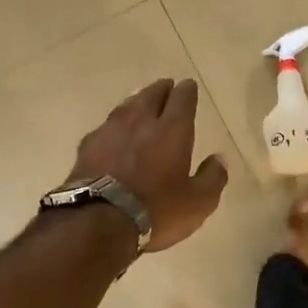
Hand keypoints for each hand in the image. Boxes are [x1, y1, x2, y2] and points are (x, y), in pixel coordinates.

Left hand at [68, 78, 228, 252]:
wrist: (98, 220)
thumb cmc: (156, 210)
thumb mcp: (198, 202)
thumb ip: (212, 178)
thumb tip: (220, 159)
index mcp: (172, 130)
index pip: (182, 99)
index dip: (187, 91)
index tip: (189, 86)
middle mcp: (141, 122)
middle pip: (152, 95)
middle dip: (162, 89)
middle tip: (167, 87)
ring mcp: (110, 131)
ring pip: (126, 106)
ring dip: (137, 101)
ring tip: (141, 102)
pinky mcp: (87, 146)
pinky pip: (106, 126)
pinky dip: (115, 125)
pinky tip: (114, 132)